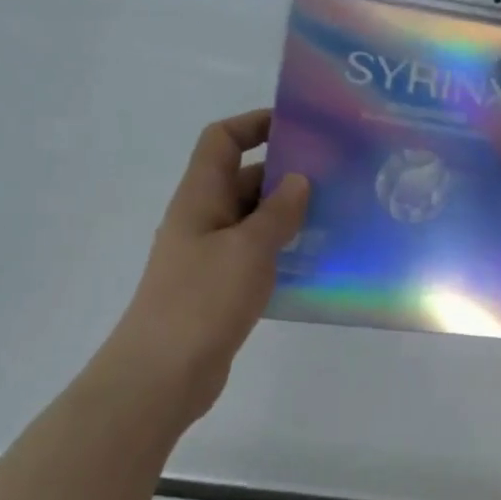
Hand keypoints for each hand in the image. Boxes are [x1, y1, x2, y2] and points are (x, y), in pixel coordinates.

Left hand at [98, 110, 307, 417]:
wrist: (162, 375)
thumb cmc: (202, 300)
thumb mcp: (248, 249)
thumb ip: (278, 212)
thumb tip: (299, 180)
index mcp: (200, 197)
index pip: (222, 140)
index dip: (255, 124)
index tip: (298, 127)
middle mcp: (203, 219)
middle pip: (245, 179)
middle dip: (286, 174)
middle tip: (337, 177)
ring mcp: (211, 255)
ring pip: (255, 220)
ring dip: (290, 216)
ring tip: (338, 217)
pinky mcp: (221, 288)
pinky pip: (257, 255)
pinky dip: (284, 251)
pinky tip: (318, 261)